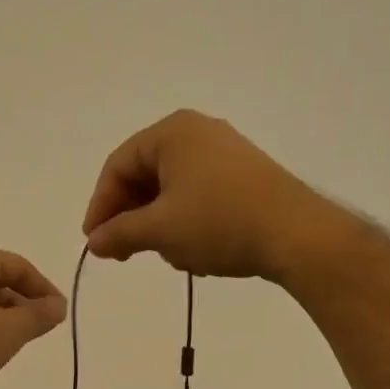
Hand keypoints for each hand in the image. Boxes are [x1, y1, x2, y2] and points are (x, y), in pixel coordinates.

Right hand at [82, 110, 340, 280]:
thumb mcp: (160, 231)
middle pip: (144, 175)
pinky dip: (185, 222)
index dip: (100, 207)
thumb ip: (119, 233)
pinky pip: (198, 195)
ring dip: (158, 225)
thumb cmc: (219, 223)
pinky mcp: (243, 175)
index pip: (118, 166)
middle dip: (131, 218)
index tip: (94, 243)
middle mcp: (197, 132)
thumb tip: (93, 243)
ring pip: (171, 189)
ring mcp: (224, 152)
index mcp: (172, 132)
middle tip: (122, 254)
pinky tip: (193, 251)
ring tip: (166, 255)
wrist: (296, 234)